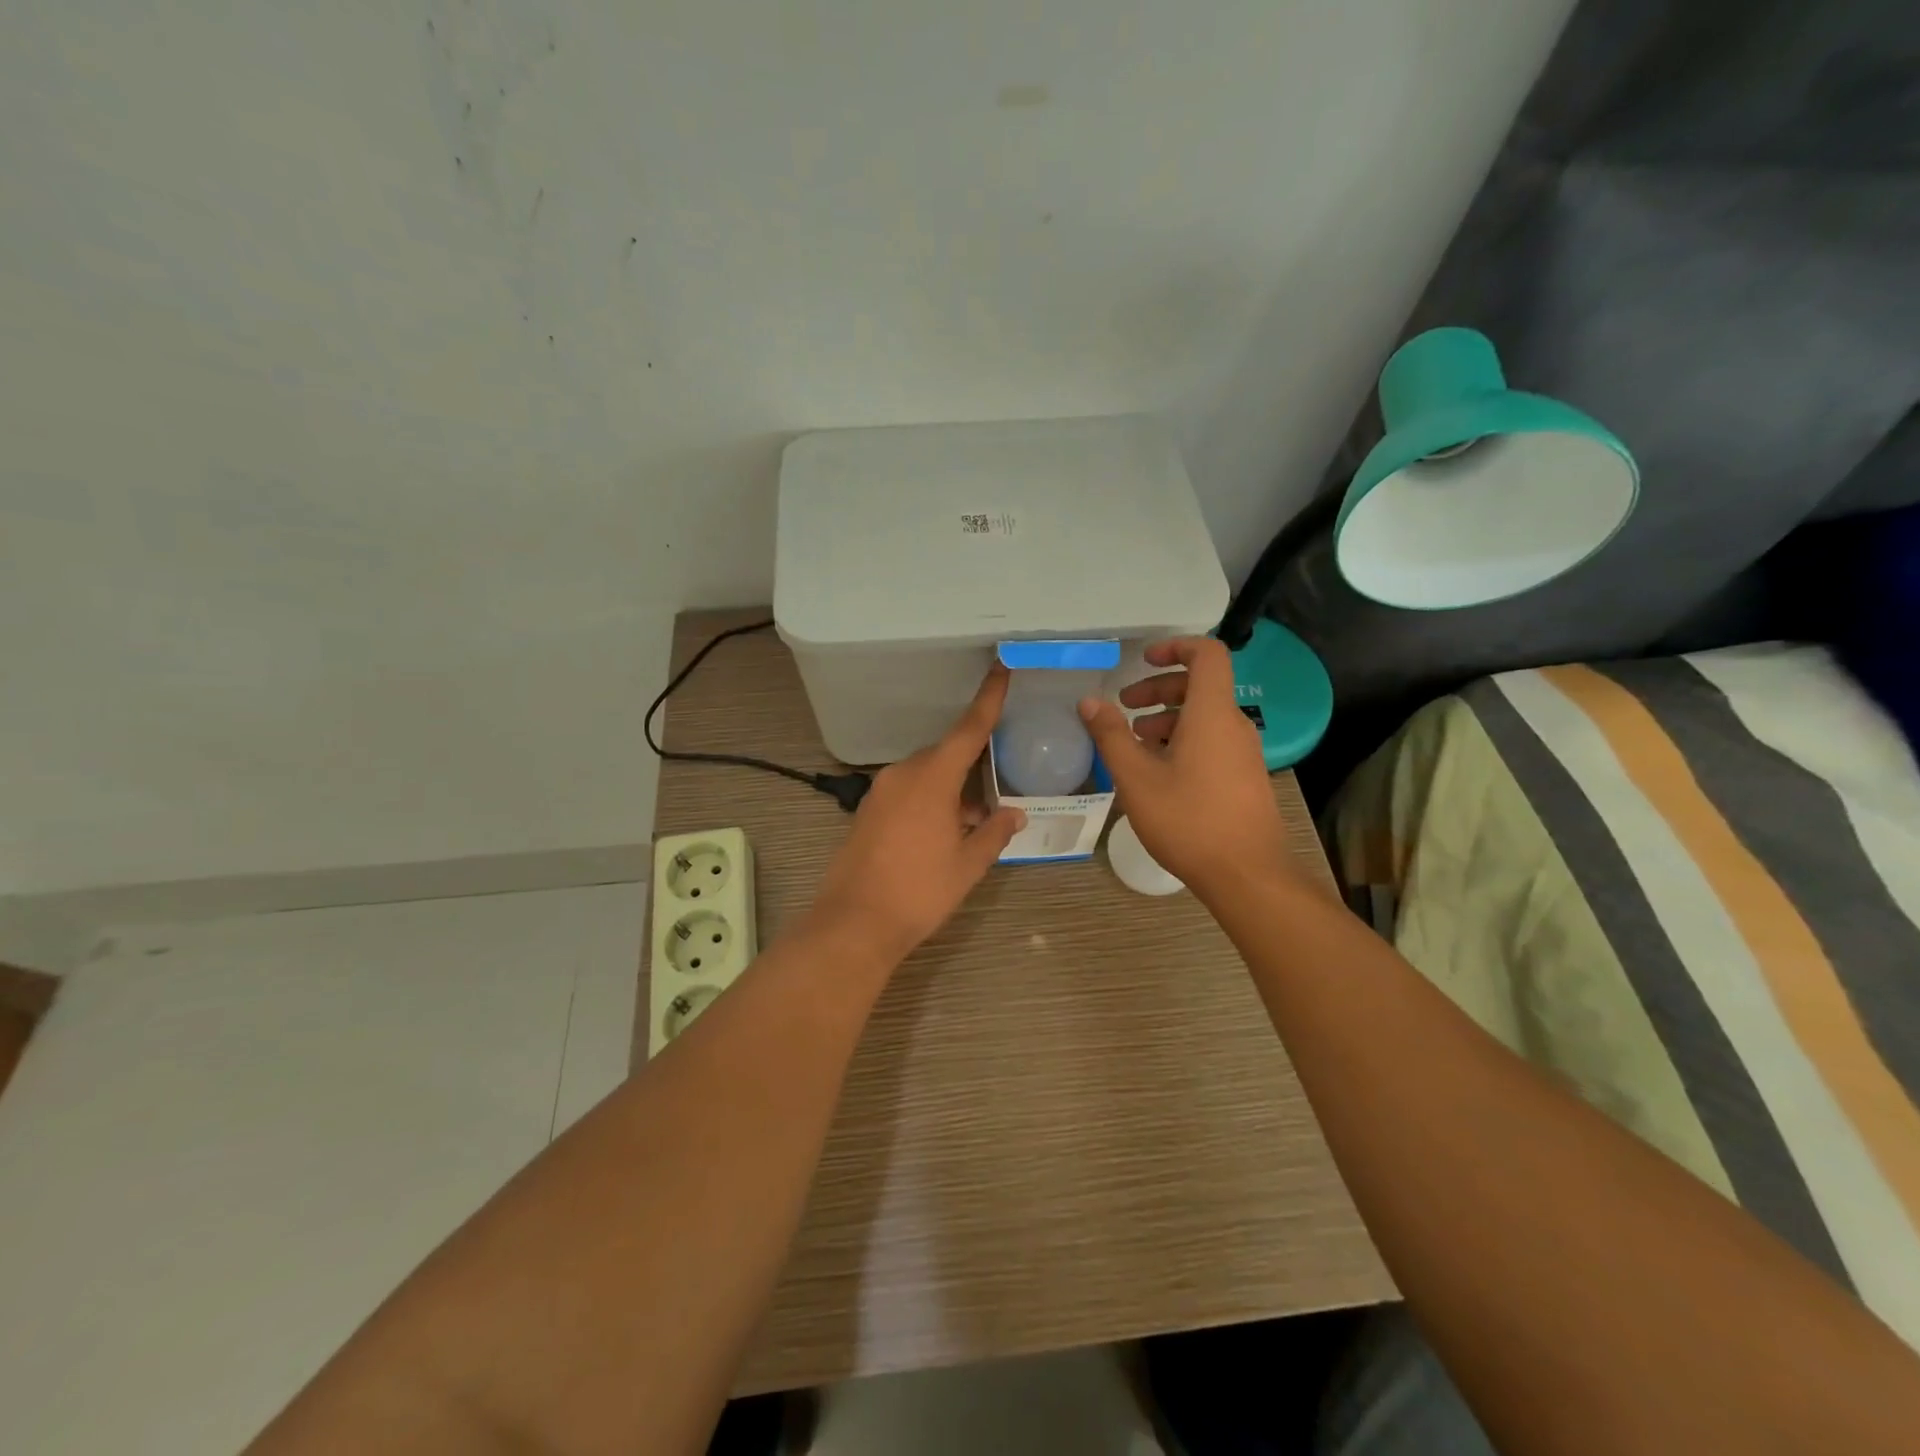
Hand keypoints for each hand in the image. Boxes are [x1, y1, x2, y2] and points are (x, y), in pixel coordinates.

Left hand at [809, 666, 1026, 963]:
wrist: (855, 922)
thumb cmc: (919, 891)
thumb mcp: (967, 864)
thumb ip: (994, 833)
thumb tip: (1016, 813)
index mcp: (932, 778)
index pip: (968, 730)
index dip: (988, 699)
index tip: (1001, 669)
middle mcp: (903, 774)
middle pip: (946, 753)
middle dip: (973, 764)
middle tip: (999, 786)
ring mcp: (881, 791)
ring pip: (926, 774)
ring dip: (951, 788)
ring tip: (975, 818)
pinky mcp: (869, 810)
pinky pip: (908, 790)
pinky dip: (930, 799)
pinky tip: (944, 829)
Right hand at [1078, 637, 1290, 894]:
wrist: (1247, 875)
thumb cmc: (1188, 820)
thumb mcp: (1136, 777)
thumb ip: (1111, 735)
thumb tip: (1090, 701)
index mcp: (1211, 713)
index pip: (1207, 654)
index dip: (1176, 646)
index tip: (1143, 659)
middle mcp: (1233, 724)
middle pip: (1200, 685)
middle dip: (1159, 688)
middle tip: (1125, 706)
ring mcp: (1244, 752)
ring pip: (1204, 716)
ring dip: (1168, 717)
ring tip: (1135, 742)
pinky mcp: (1244, 776)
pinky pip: (1212, 740)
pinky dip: (1183, 740)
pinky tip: (1158, 772)